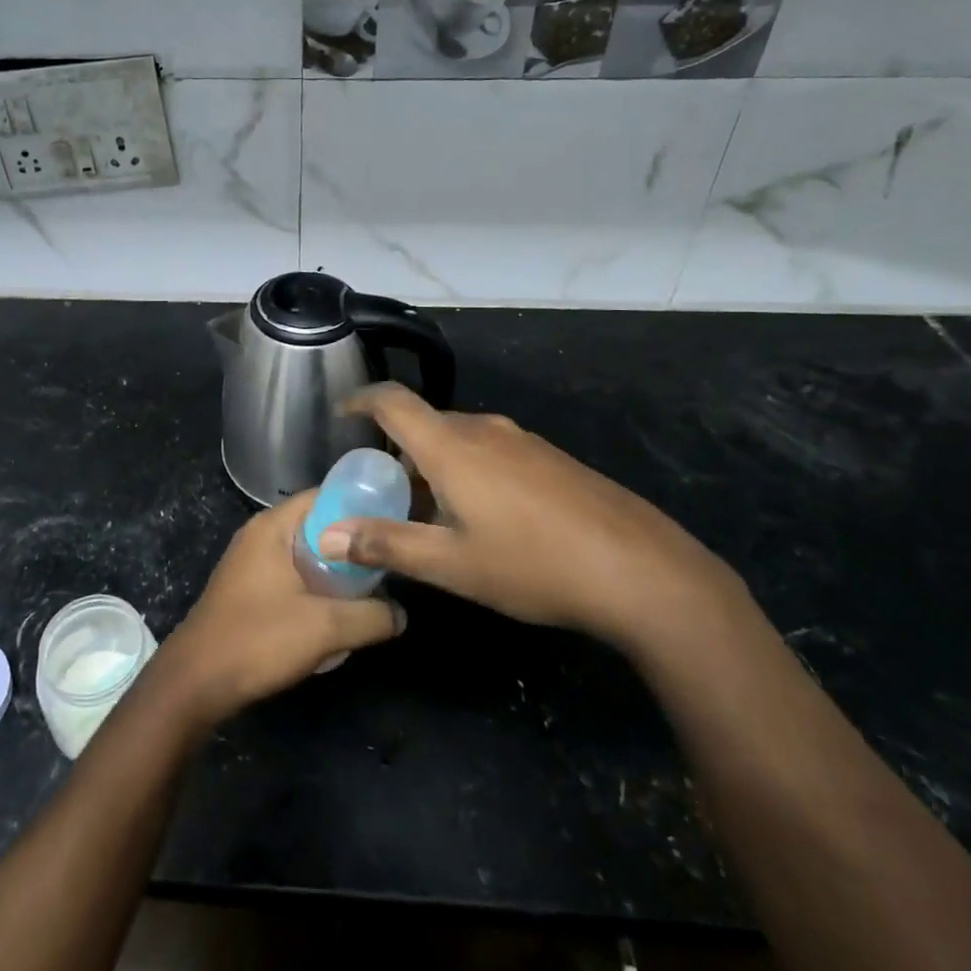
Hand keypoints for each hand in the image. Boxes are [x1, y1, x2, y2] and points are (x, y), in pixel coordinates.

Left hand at [156, 492, 404, 724]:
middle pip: (317, 524)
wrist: (197, 680)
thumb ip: (371, 616)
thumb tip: (401, 613)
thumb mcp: (326, 628)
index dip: (361, 505)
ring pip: (305, 552)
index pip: (325, 495)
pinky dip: (315, 584)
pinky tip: (335, 611)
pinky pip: (291, 573)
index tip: (393, 523)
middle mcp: (261, 533)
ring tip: (368, 589)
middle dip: (351, 543)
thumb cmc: (259, 639)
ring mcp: (251, 560)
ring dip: (334, 569)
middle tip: (387, 562)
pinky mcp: (248, 587)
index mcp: (274, 526)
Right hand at [317, 383, 735, 654]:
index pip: (392, 401)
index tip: (341, 414)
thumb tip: (328, 534)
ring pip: (459, 438)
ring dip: (434, 463)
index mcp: (451, 446)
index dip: (361, 400)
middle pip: (425, 422)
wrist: (642, 570)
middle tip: (382, 490)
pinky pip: (491, 449)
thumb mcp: (451, 565)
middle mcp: (483, 429)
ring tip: (430, 510)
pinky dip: (467, 468)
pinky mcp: (550, 457)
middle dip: (396, 449)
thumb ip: (387, 543)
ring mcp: (522, 440)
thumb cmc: (533, 564)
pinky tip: (483, 515)